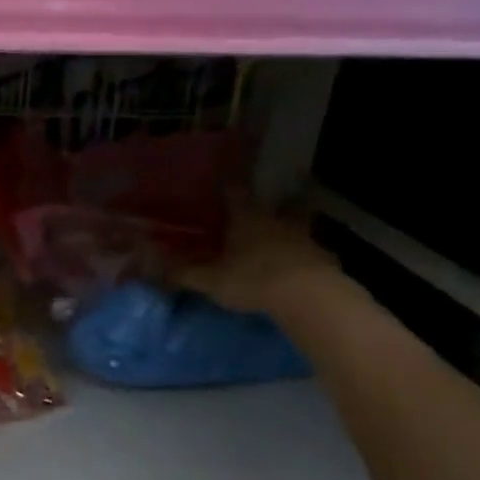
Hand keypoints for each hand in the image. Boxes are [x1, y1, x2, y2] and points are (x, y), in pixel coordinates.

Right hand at [174, 196, 338, 317]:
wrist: (307, 296)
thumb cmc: (253, 280)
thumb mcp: (211, 280)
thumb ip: (185, 273)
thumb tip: (155, 267)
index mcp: (247, 219)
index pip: (236, 194)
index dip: (229, 187)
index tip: (224, 182)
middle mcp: (277, 221)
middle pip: (277, 204)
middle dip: (271, 205)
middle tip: (265, 211)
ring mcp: (305, 237)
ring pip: (299, 224)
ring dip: (292, 229)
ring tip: (283, 239)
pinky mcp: (324, 258)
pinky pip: (312, 251)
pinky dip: (305, 255)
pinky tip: (300, 267)